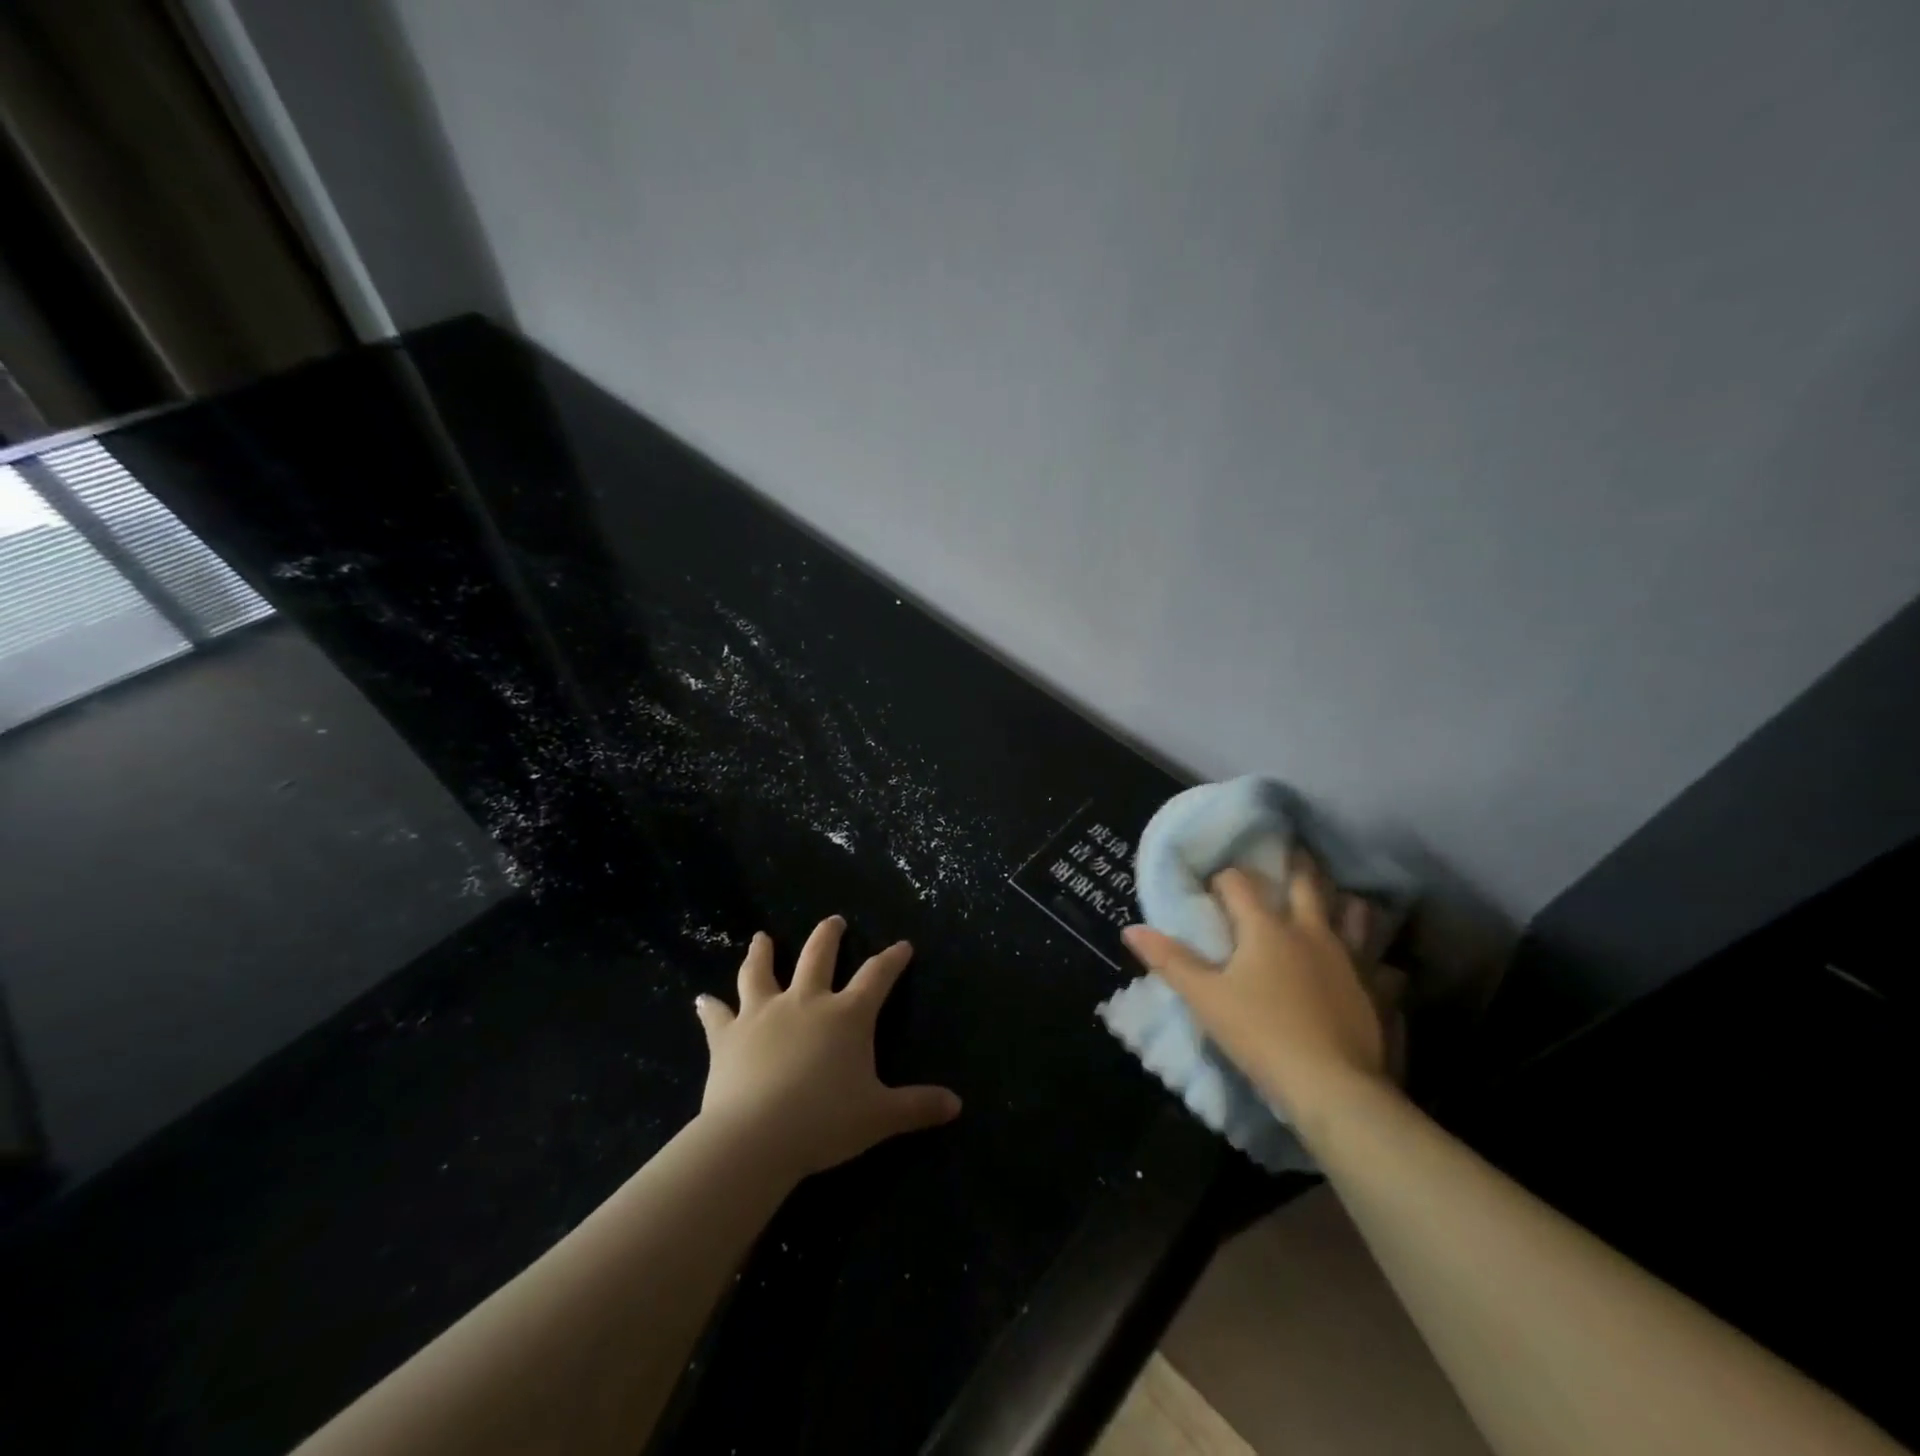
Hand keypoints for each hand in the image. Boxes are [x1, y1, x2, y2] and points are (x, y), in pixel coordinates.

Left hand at [693, 916, 961, 1181]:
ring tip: (761, 937)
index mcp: (846, 1016)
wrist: (756, 1136)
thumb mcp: (879, 1116)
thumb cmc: (824, 1122)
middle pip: (819, 956)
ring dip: (761, 953)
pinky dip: (709, 1008)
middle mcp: (806, 1002)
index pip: (876, 976)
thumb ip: (917, 1107)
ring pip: (761, 972)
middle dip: (829, 936)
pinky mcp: (728, 1036)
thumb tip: (956, 1105)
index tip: (902, 945)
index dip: (892, 959)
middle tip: (834, 921)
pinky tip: (700, 999)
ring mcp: (763, 1014)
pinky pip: (717, 1016)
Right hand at [1121, 866, 1395, 1125]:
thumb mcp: (1205, 998)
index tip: (1216, 885)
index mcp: (1267, 928)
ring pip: (1354, 916)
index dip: (1225, 878)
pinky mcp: (1376, 992)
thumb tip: (1131, 929)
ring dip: (1345, 903)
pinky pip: (1383, 966)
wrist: (1332, 1087)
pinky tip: (1375, 968)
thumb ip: (1170, 961)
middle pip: (1307, 885)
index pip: (1240, 884)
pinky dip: (1377, 962)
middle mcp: (1311, 932)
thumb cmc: (1260, 1034)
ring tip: (1339, 900)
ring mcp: (1350, 960)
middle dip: (1296, 867)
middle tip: (1292, 853)